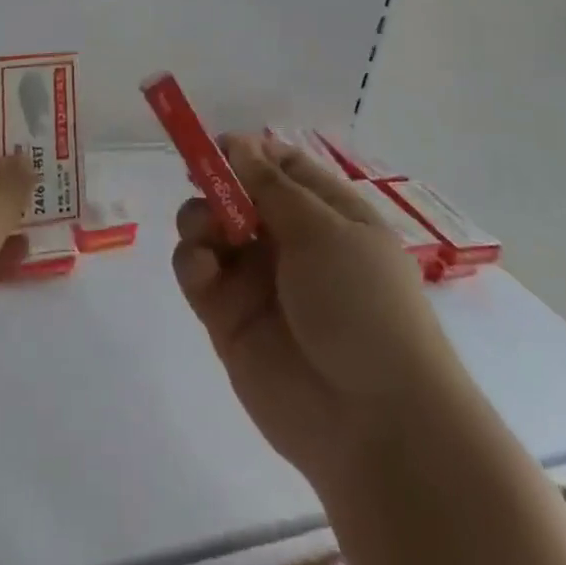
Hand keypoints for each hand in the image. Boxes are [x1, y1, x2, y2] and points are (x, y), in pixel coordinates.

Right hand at [172, 136, 460, 491]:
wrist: (373, 421)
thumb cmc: (361, 303)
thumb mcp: (324, 230)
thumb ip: (271, 186)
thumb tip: (238, 143)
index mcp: (327, 215)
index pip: (282, 168)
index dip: (250, 152)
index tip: (217, 144)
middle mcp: (291, 243)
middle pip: (239, 195)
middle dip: (216, 184)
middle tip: (203, 184)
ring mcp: (258, 281)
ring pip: (212, 230)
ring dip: (200, 219)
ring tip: (208, 232)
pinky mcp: (229, 319)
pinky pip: (198, 275)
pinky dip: (193, 263)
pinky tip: (204, 269)